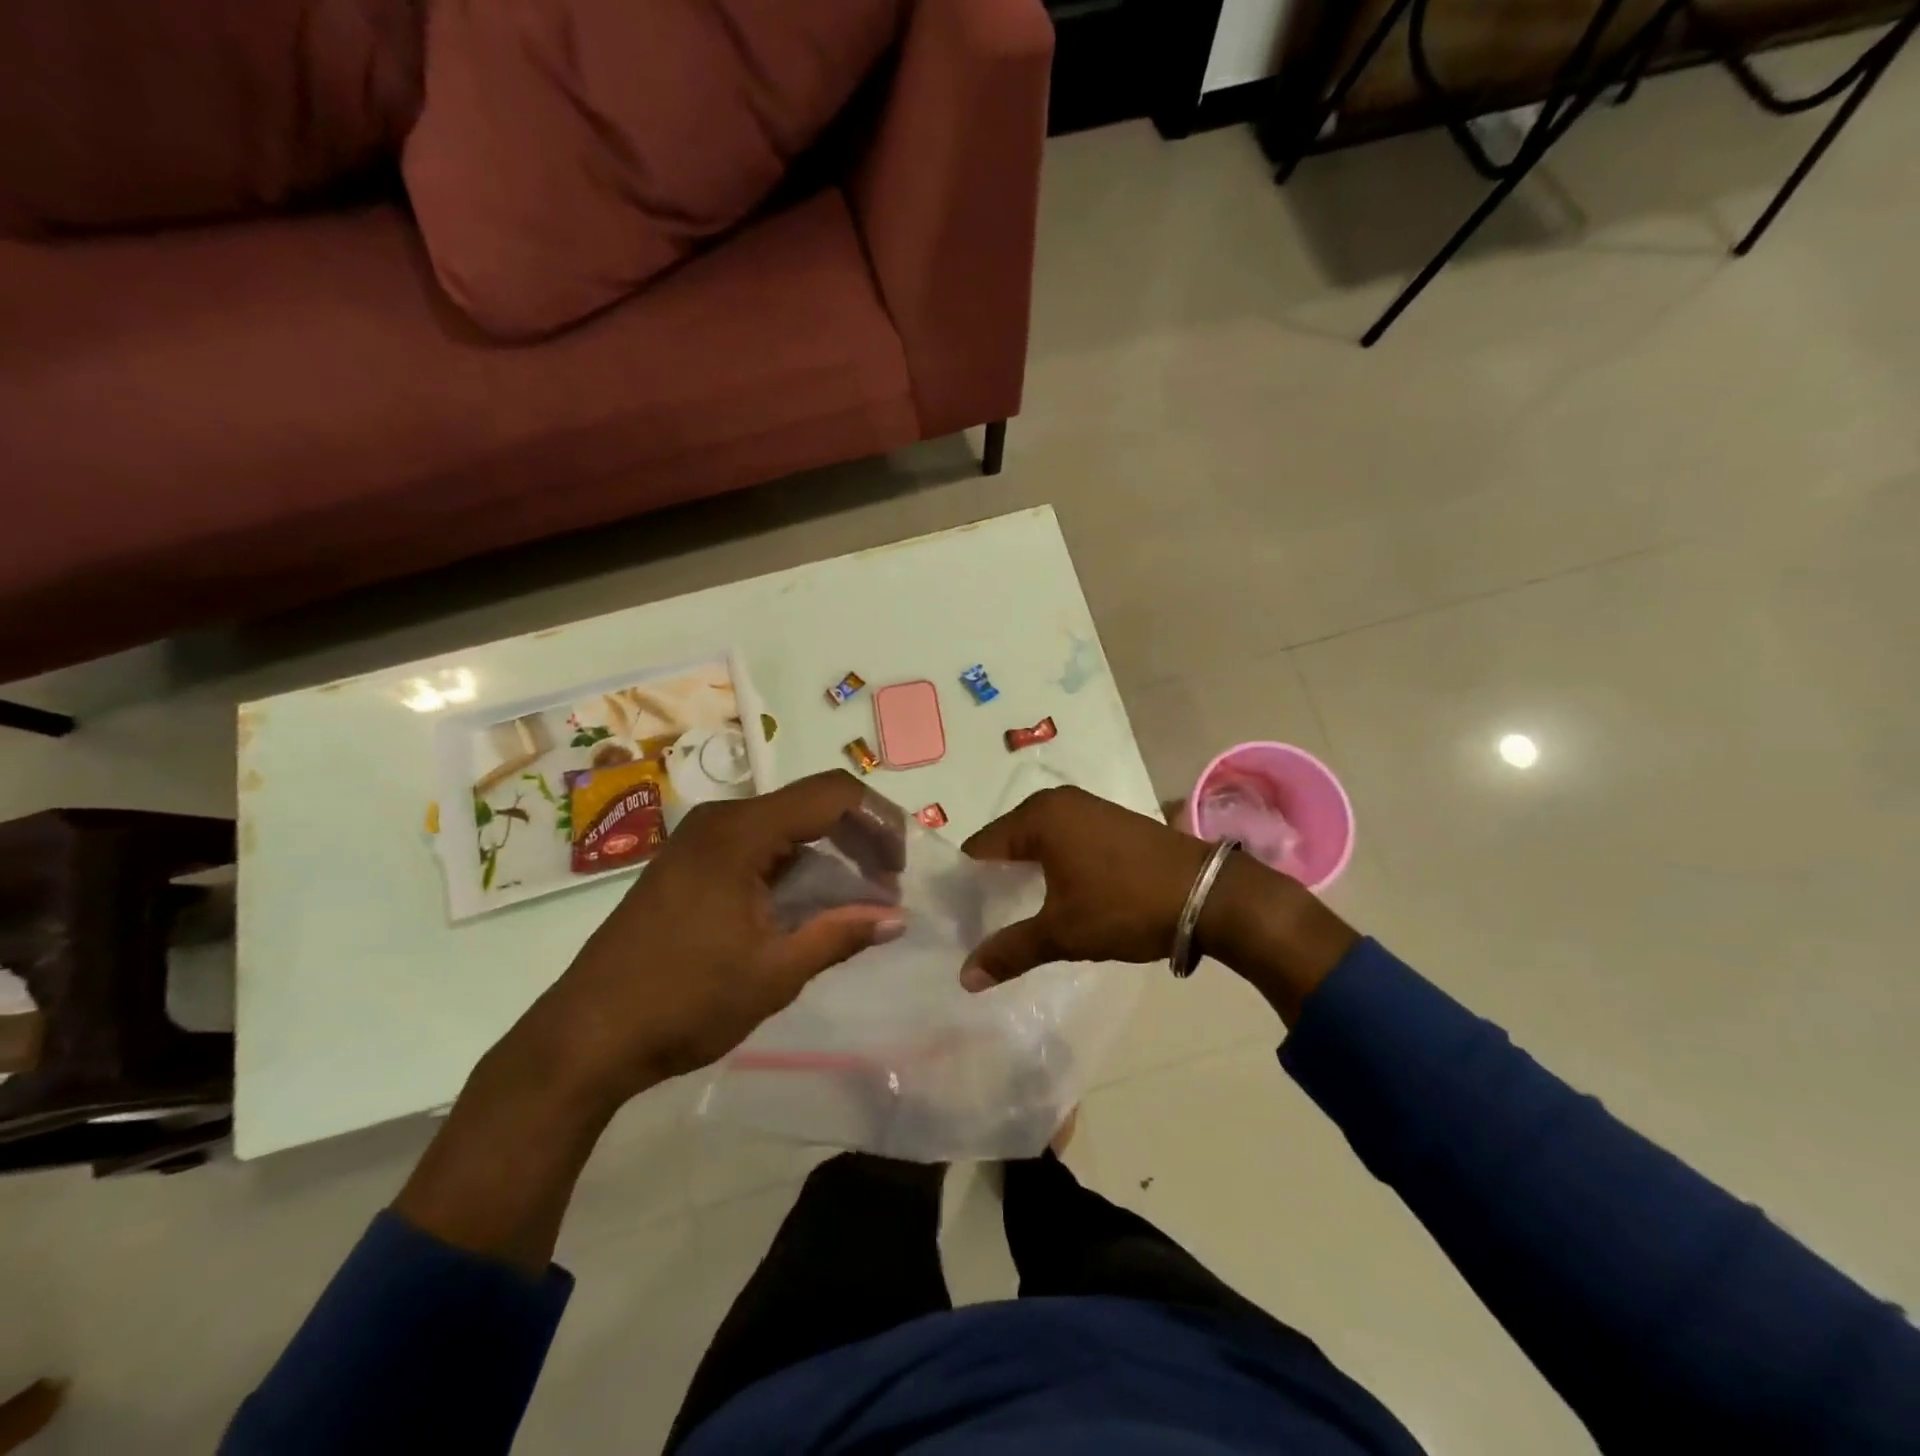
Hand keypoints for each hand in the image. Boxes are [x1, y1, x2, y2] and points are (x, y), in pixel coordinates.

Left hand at [533, 770, 904, 1102]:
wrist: (585, 1039)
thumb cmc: (684, 1002)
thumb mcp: (775, 972)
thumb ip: (840, 934)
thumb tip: (897, 918)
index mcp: (740, 832)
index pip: (832, 795)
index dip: (878, 821)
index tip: (899, 868)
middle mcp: (719, 821)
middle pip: (809, 805)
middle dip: (857, 839)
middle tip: (885, 886)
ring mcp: (697, 840)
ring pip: (783, 826)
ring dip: (826, 855)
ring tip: (854, 901)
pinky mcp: (686, 863)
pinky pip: (755, 845)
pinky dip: (792, 866)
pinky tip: (805, 906)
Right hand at [959, 786, 1211, 985]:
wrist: (1210, 894)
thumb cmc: (1125, 906)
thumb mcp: (1063, 932)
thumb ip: (1011, 951)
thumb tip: (965, 978)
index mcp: (1038, 817)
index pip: (980, 848)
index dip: (967, 885)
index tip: (961, 920)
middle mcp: (1058, 801)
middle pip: (1007, 842)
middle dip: (995, 880)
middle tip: (984, 922)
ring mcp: (1088, 807)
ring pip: (1037, 842)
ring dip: (1025, 874)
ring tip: (1018, 915)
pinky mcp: (1111, 821)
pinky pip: (1064, 840)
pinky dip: (1053, 865)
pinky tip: (1057, 896)